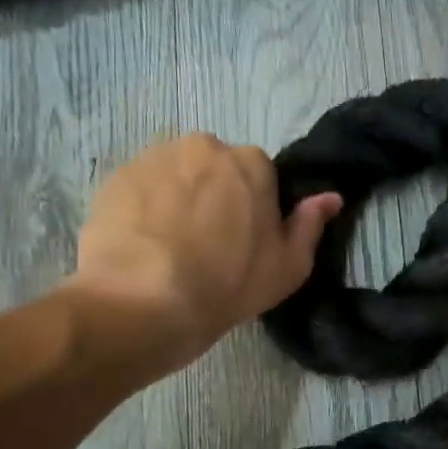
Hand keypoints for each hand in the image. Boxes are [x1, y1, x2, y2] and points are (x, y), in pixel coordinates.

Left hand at [65, 133, 340, 367]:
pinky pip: (141, 187)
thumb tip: (330, 197)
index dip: (254, 206)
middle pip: (215, 167)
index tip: (245, 239)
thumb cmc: (228, 285)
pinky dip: (144, 207)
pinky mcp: (116, 176)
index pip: (259, 174)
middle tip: (207, 242)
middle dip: (214, 194)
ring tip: (170, 244)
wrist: (144, 302)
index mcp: (252, 162)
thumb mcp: (288, 267)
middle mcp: (204, 146)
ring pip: (176, 173)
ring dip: (178, 197)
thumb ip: (310, 225)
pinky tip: (142, 244)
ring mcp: (155, 157)